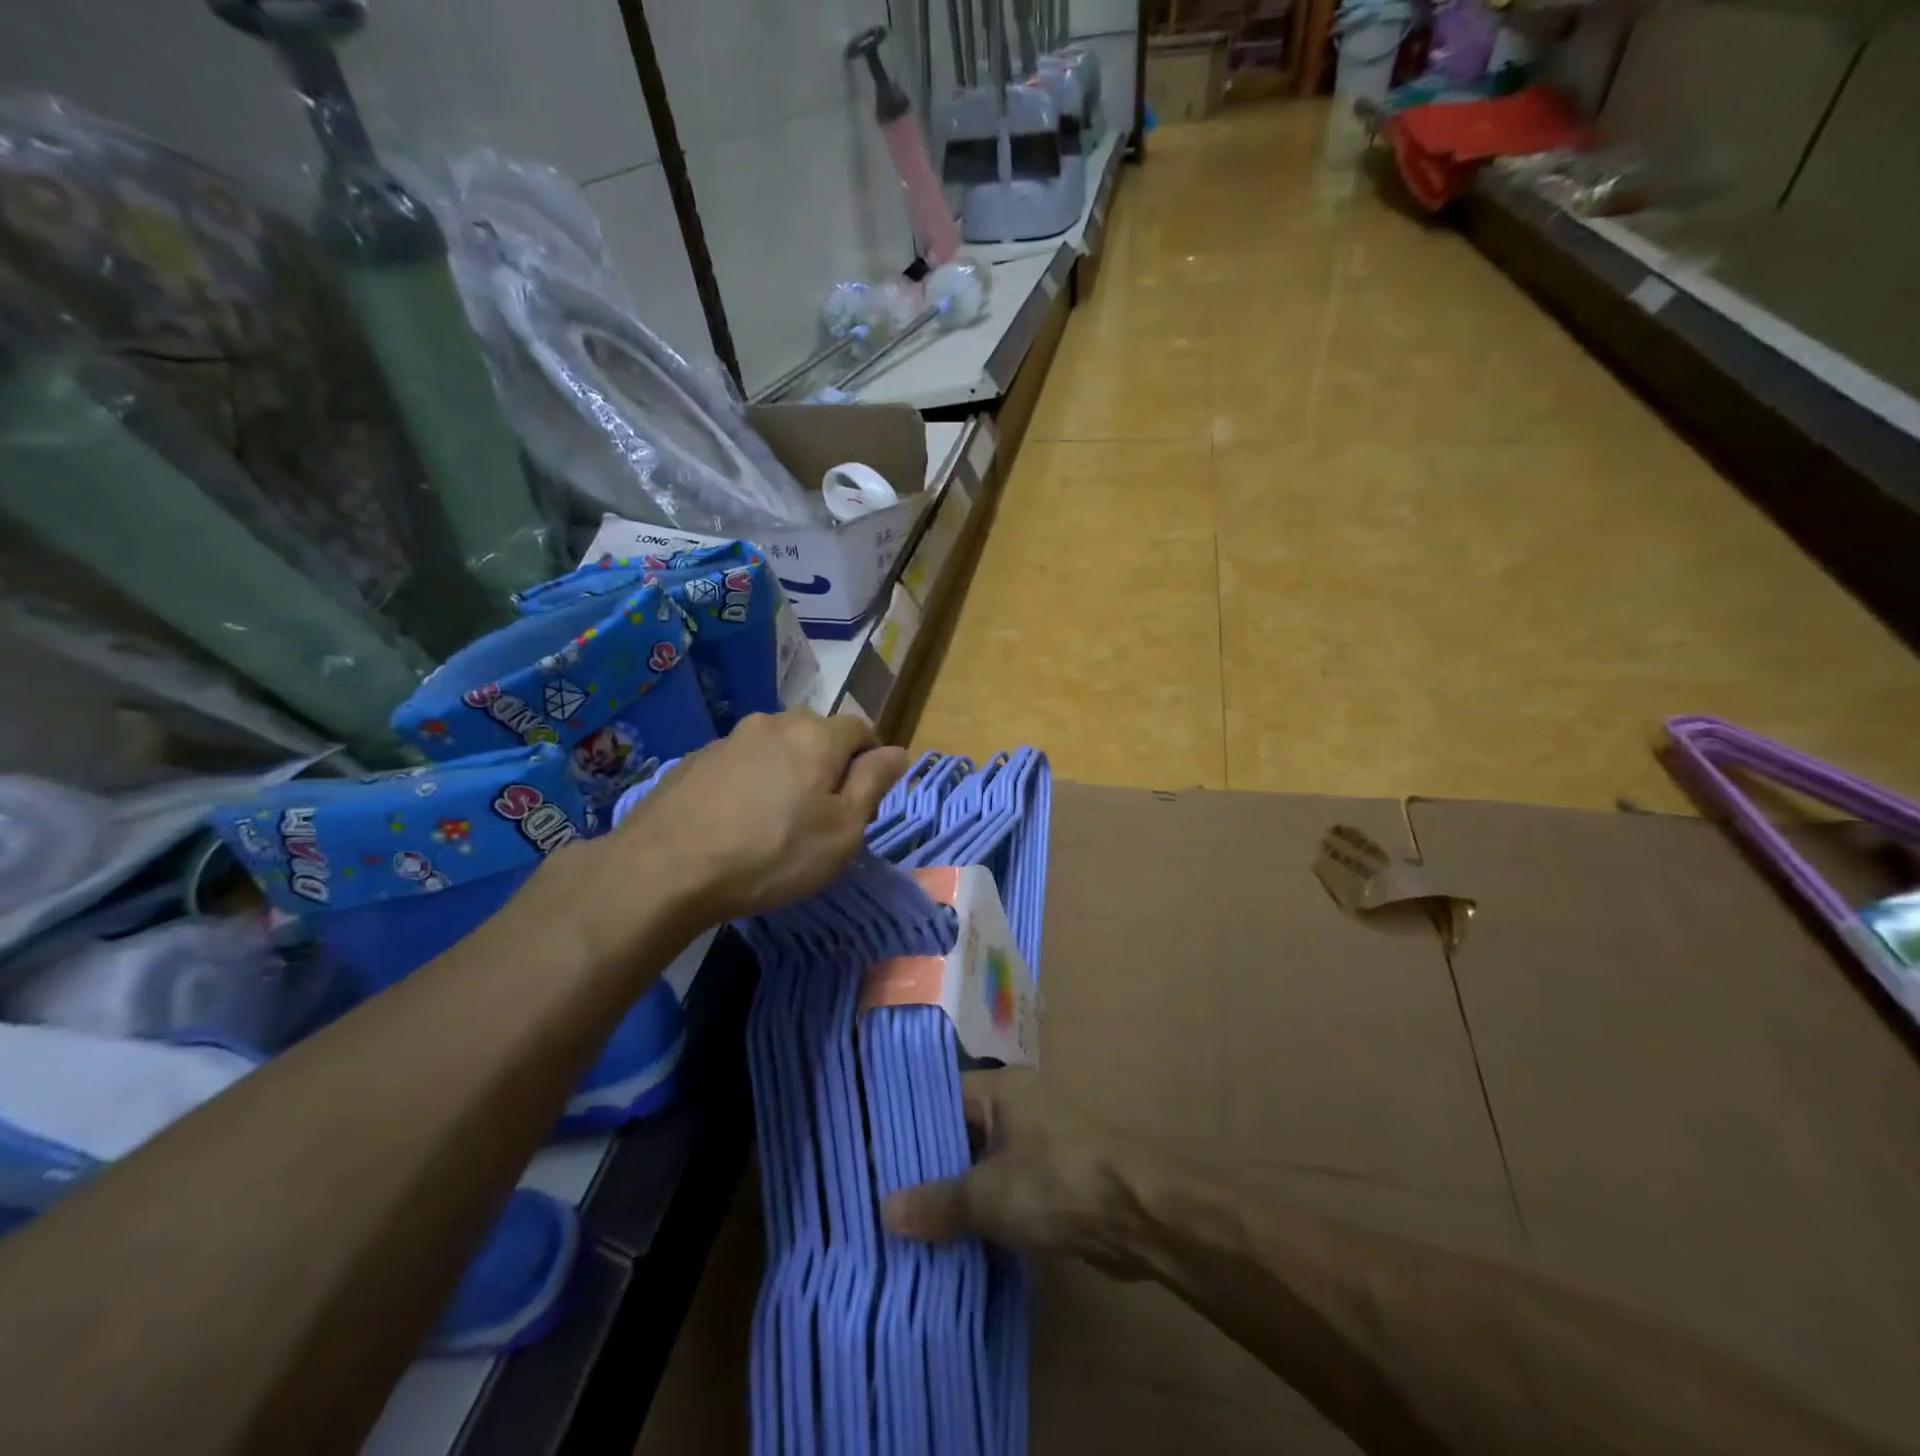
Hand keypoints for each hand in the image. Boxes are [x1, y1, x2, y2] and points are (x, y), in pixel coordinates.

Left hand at [512, 710, 907, 956]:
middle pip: (817, 734)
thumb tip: (898, 751)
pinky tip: (737, 820)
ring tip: (777, 818)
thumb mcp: (843, 829)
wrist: (666, 868)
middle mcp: (775, 723)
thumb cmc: (773, 852)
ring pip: (776, 747)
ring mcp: (730, 738)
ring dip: (787, 771)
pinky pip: (741, 763)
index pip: (862, 729)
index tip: (864, 799)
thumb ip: (875, 782)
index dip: (871, 759)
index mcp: (818, 735)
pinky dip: (751, 782)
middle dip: (829, 764)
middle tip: (823, 813)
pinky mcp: (696, 759)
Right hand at [881, 1069, 1153, 1277]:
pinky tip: (954, 1238)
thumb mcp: (987, 1195)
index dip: (906, 1126)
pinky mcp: (1055, 1177)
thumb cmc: (1055, 1184)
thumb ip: (935, 1202)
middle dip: (928, 1165)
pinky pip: (1005, 1186)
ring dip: (956, 1191)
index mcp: (1001, 1088)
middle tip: (882, 1195)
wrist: (1137, 1214)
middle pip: (961, 1130)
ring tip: (909, 1222)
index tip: (870, 1155)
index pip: (940, 1098)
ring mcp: (1040, 1140)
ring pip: (983, 1162)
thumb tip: (885, 1210)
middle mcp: (1019, 1105)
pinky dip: (984, 1208)